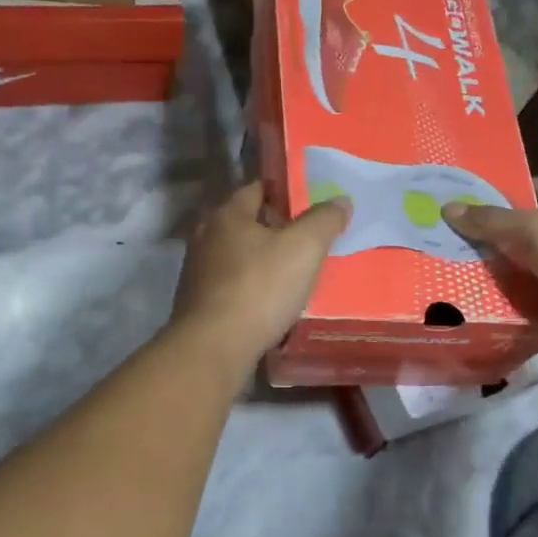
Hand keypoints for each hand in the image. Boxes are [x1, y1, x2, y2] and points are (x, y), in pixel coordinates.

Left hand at [169, 181, 350, 368]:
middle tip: (308, 238)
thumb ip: (324, 221)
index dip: (284, 192)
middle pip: (246, 223)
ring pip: (238, 256)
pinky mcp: (198, 304)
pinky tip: (271, 301)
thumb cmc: (259, 288)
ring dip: (262, 260)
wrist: (213, 347)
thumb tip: (340, 201)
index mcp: (227, 215)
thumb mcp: (304, 248)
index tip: (310, 203)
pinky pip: (232, 285)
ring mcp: (198, 272)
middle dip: (275, 228)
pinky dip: (251, 287)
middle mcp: (206, 237)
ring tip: (294, 271)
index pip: (257, 189)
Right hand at [443, 176, 537, 362]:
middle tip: (470, 247)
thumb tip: (449, 209)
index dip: (535, 188)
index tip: (500, 200)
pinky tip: (499, 322)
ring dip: (517, 283)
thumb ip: (492, 221)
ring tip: (474, 285)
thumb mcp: (534, 230)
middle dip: (511, 242)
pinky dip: (530, 320)